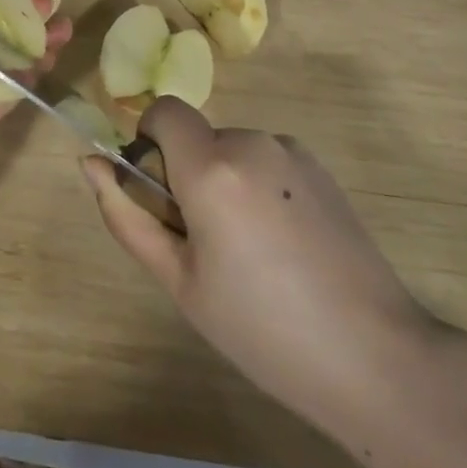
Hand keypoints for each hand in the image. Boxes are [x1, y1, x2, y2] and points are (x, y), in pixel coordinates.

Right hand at [82, 97, 439, 432]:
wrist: (376, 356)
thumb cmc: (262, 328)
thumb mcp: (179, 281)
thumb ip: (127, 215)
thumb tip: (90, 164)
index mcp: (211, 167)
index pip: (163, 111)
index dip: (150, 143)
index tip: (162, 197)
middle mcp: (251, 142)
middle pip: (196, 137)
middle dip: (188, 174)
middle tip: (206, 245)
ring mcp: (292, 151)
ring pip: (231, 151)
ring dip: (224, 182)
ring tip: (251, 253)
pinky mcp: (321, 168)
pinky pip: (266, 161)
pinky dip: (258, 187)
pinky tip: (285, 247)